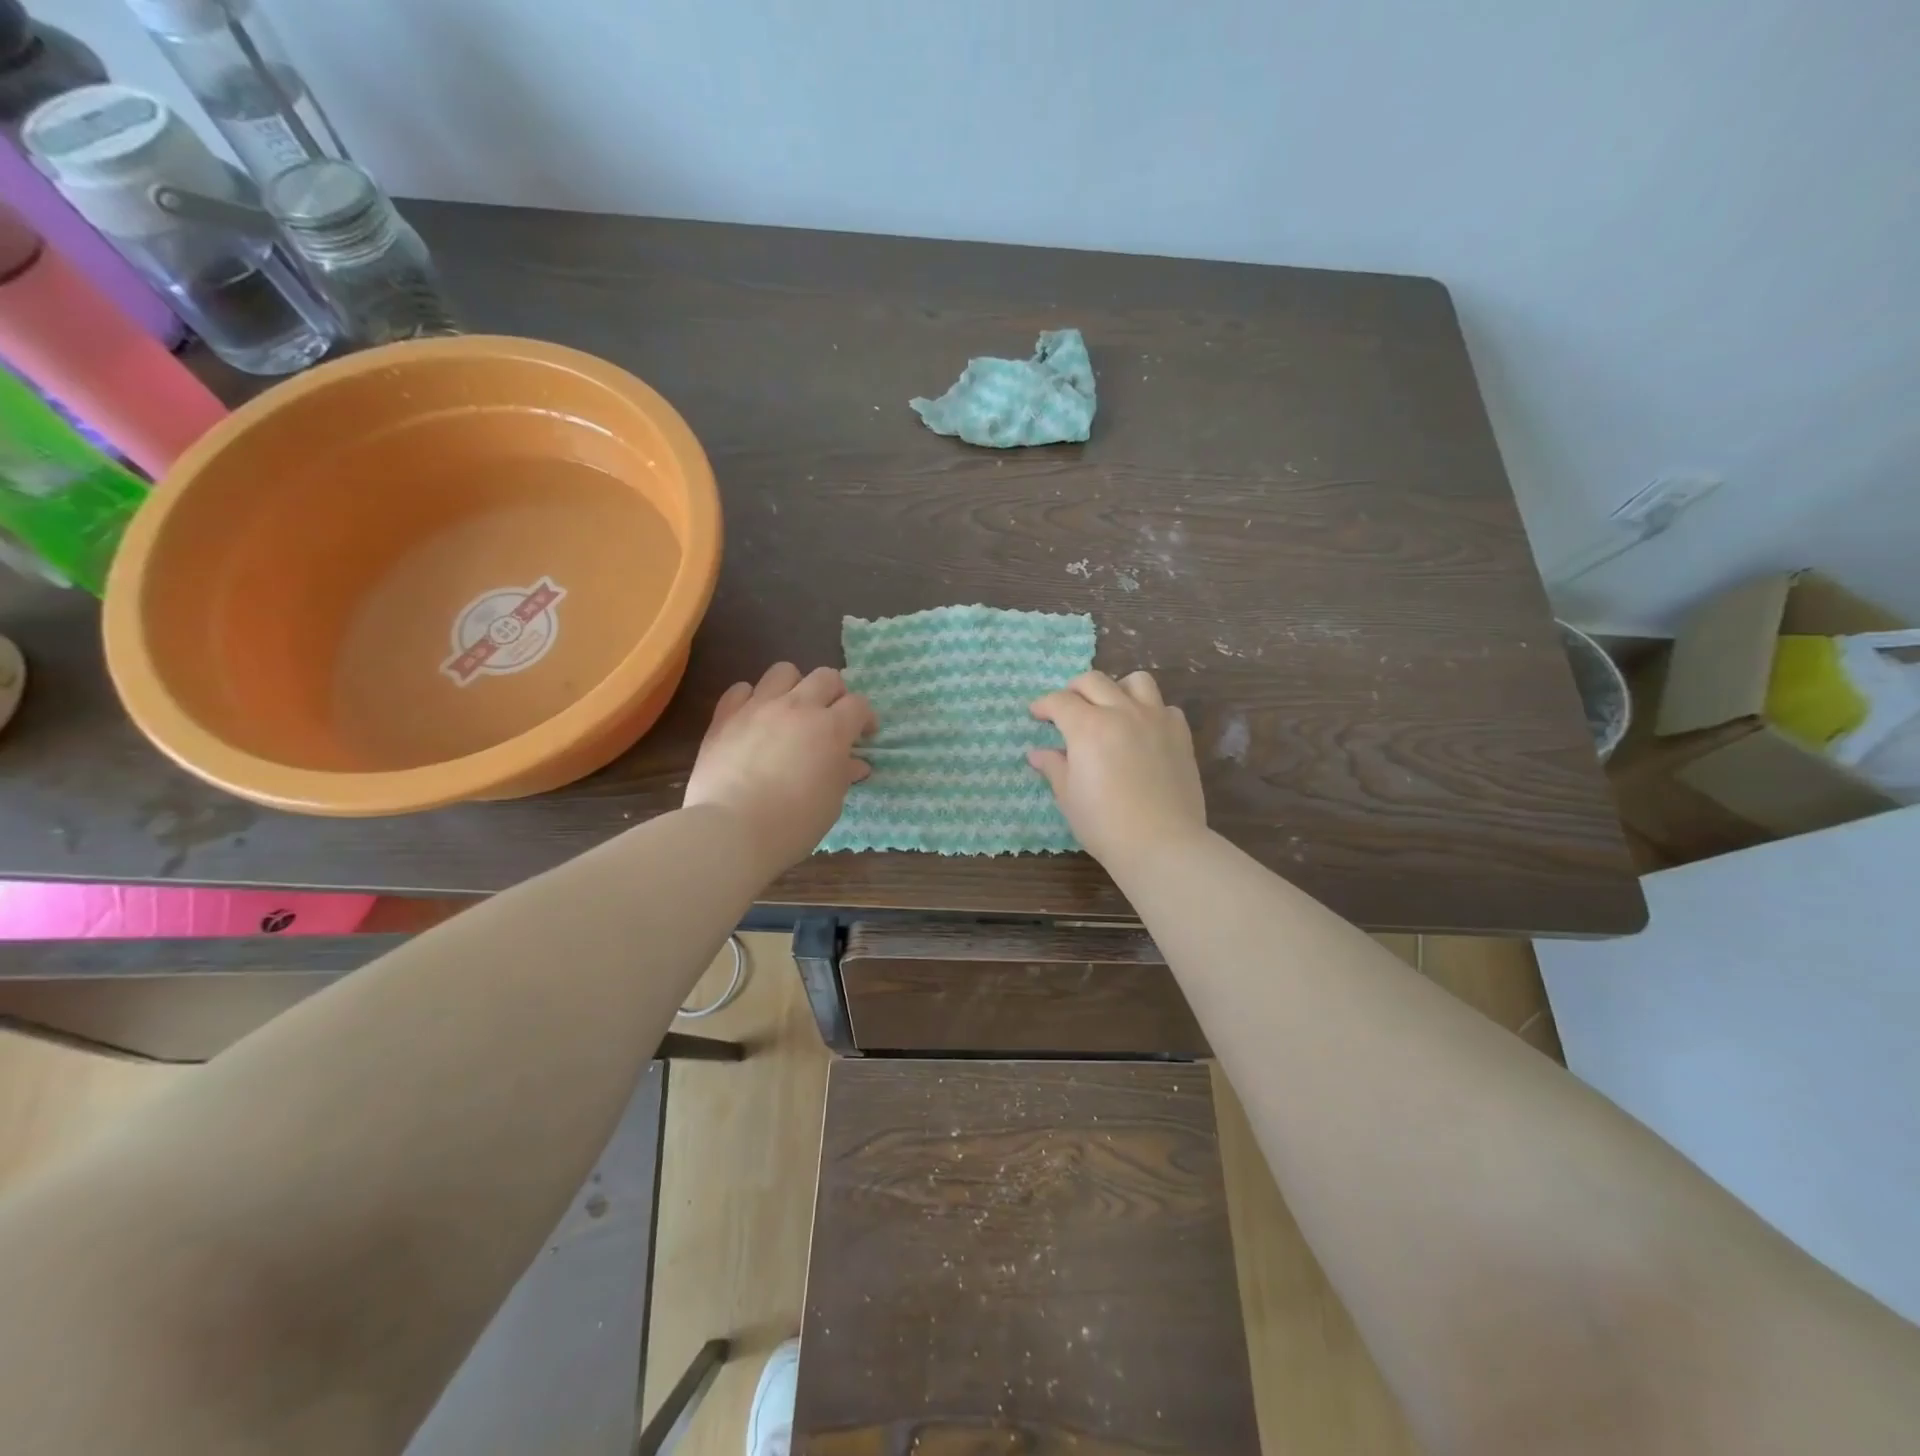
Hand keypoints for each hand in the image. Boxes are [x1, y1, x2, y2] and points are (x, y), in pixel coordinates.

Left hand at [684, 663, 875, 874]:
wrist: (731, 830)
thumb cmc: (792, 824)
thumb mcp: (830, 803)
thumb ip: (843, 775)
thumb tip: (855, 764)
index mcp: (831, 729)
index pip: (858, 705)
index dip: (865, 718)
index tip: (864, 736)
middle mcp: (797, 707)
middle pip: (826, 677)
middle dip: (835, 694)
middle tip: (830, 719)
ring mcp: (758, 707)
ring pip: (783, 671)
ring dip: (794, 686)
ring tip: (791, 711)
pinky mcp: (725, 716)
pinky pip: (741, 689)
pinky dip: (751, 699)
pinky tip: (754, 719)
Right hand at [1029, 670, 1207, 870]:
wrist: (1162, 843)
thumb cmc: (1104, 824)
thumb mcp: (1068, 797)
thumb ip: (1054, 767)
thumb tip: (1038, 754)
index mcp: (1088, 727)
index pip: (1060, 701)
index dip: (1043, 705)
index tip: (1037, 714)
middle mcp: (1121, 712)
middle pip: (1094, 681)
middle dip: (1074, 689)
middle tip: (1067, 708)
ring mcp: (1155, 719)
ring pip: (1136, 681)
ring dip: (1116, 688)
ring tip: (1110, 708)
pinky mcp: (1180, 734)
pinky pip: (1165, 707)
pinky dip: (1150, 711)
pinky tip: (1143, 731)